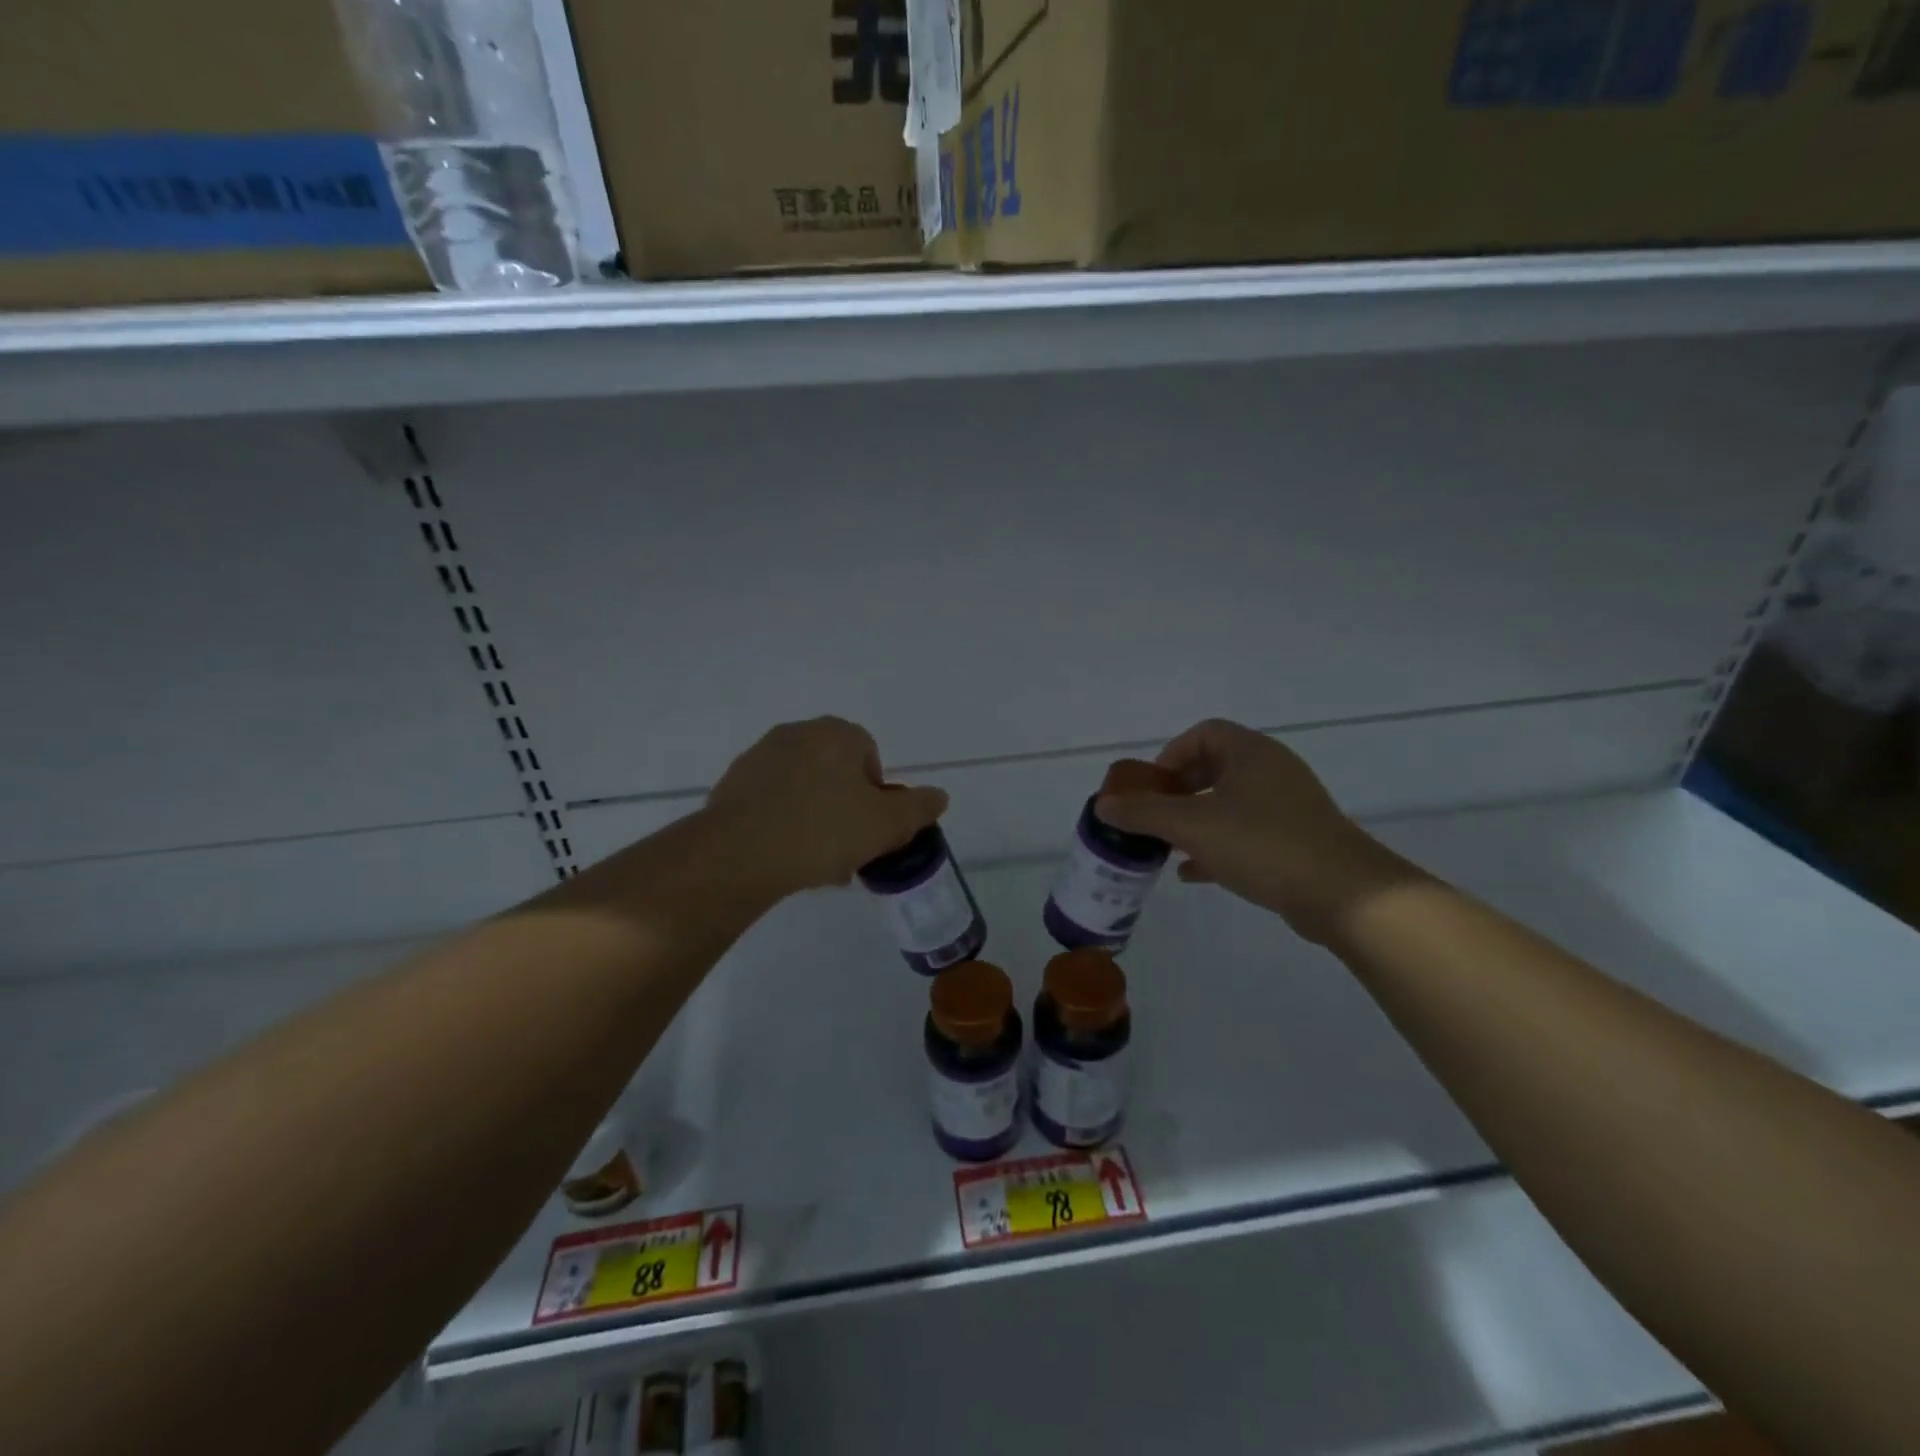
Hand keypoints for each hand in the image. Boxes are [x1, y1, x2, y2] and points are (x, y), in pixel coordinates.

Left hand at [706, 717, 948, 896]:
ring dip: (815, 819)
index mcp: (836, 733)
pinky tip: (785, 858)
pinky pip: (771, 803)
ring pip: (803, 790)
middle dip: (845, 809)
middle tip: (847, 850)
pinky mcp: (732, 785)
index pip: (869, 756)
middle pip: (835, 773)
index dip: (876, 794)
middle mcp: (797, 734)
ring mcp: (760, 757)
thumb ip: (919, 808)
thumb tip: (939, 796)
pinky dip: (783, 824)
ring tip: (816, 863)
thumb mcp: (887, 824)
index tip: (871, 828)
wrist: (739, 853)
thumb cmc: (823, 830)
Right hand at [1094, 719, 1422, 945]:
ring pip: (1229, 804)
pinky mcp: (1296, 839)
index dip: (1171, 755)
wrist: (1343, 894)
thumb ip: (1144, 814)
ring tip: (1166, 846)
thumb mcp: (1192, 826)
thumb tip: (1103, 806)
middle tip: (1155, 817)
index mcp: (1250, 752)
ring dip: (1195, 821)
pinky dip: (1217, 845)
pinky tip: (1193, 872)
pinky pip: (1246, 832)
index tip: (1152, 786)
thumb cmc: (1262, 844)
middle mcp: (1271, 770)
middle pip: (1214, 768)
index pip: (1203, 734)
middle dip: (1178, 792)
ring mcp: (1287, 806)